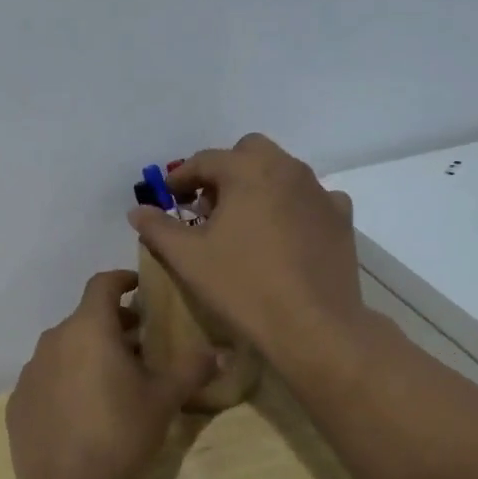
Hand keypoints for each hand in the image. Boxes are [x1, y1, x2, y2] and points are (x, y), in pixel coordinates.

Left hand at [6, 270, 218, 478]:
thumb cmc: (120, 432)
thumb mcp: (164, 399)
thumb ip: (192, 369)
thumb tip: (222, 352)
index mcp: (89, 328)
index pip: (102, 284)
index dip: (122, 280)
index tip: (139, 288)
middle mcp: (54, 339)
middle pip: (86, 318)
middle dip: (113, 324)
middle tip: (140, 344)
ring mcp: (31, 370)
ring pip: (65, 348)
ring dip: (89, 353)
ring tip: (113, 380)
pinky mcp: (18, 401)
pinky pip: (47, 378)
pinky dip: (66, 381)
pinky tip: (82, 411)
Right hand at [128, 134, 364, 366]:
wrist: (313, 325)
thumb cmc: (243, 286)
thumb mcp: (188, 258)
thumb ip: (158, 228)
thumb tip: (137, 211)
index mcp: (248, 170)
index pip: (205, 160)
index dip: (180, 178)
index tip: (168, 198)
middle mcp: (287, 169)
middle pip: (248, 153)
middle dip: (224, 172)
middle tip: (208, 206)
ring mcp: (319, 192)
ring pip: (281, 172)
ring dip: (257, 186)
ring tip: (243, 223)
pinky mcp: (340, 218)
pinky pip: (309, 198)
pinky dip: (291, 206)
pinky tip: (283, 235)